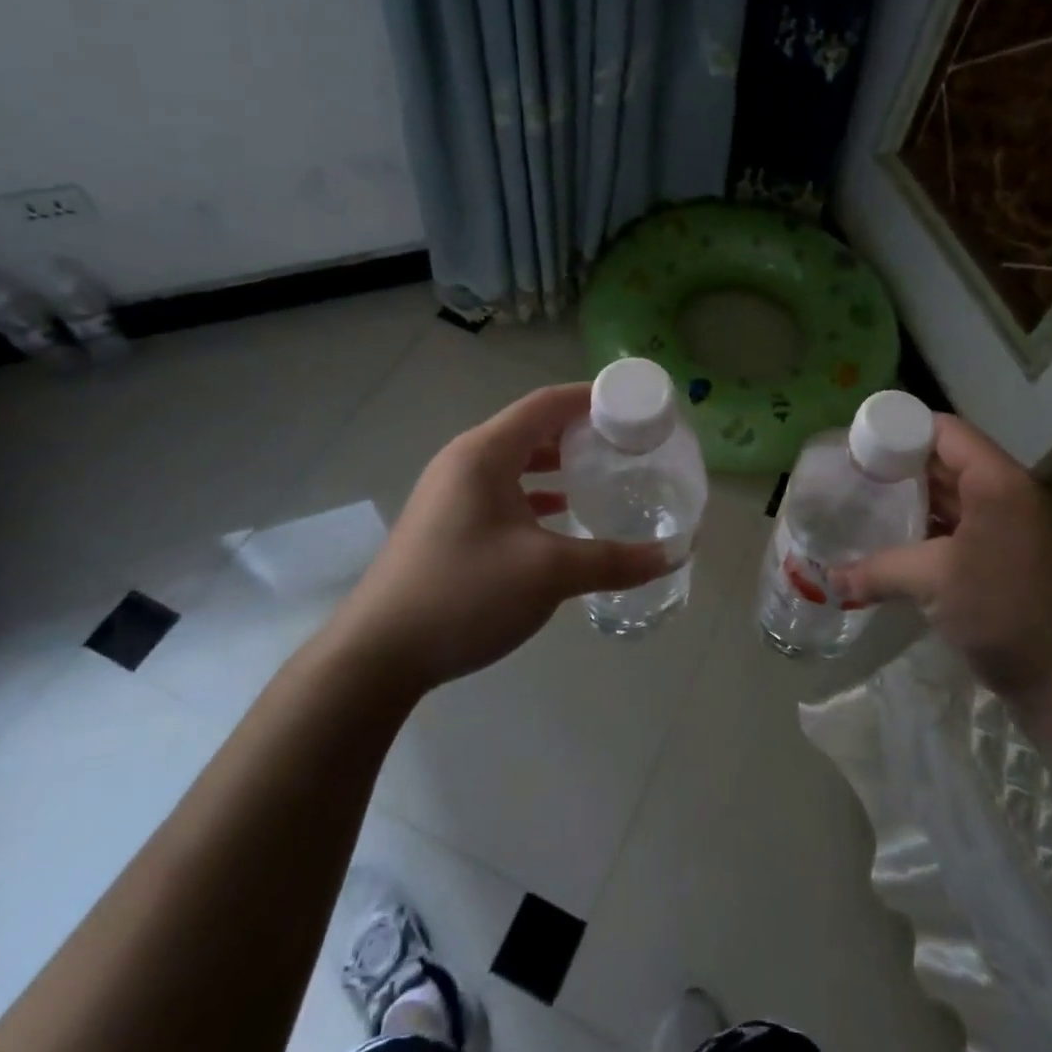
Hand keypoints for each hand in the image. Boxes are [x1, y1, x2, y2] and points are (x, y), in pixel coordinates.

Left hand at [333, 383, 670, 690]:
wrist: (378, 654)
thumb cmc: (464, 593)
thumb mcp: (548, 573)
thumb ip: (614, 560)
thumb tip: (673, 555)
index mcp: (484, 453)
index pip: (546, 404)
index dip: (591, 397)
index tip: (633, 405)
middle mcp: (465, 461)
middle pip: (531, 428)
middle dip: (580, 430)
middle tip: (626, 442)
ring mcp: (451, 492)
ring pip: (516, 461)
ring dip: (558, 462)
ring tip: (602, 472)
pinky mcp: (448, 522)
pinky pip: (502, 490)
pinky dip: (536, 493)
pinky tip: (562, 515)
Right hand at [830, 415, 1051, 711]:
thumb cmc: (1004, 612)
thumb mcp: (933, 581)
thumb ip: (877, 569)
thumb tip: (829, 577)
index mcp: (998, 482)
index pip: (945, 431)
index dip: (902, 429)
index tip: (859, 442)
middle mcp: (1007, 494)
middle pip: (948, 460)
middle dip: (900, 464)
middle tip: (853, 471)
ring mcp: (1010, 527)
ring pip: (953, 495)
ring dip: (913, 497)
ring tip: (866, 500)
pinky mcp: (1006, 557)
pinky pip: (960, 525)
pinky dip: (928, 526)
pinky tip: (894, 539)